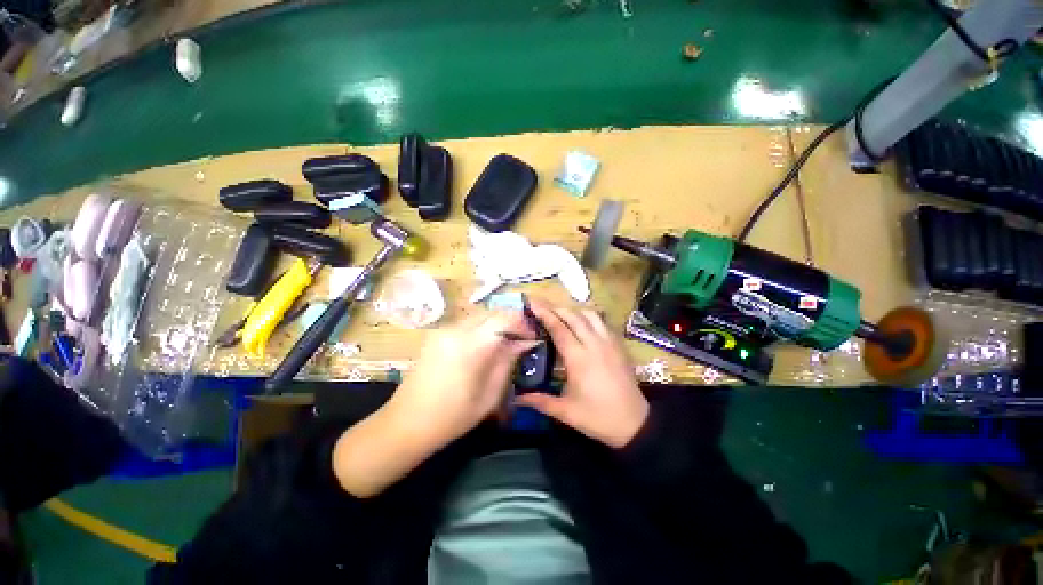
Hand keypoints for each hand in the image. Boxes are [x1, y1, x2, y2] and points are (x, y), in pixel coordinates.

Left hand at [333, 310, 537, 496]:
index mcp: (471, 344)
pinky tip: (484, 346)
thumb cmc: (452, 417)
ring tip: (505, 343)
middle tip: (521, 339)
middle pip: (492, 313)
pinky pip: (466, 323)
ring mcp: (443, 330)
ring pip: (479, 316)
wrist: (405, 424)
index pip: (505, 318)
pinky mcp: (436, 334)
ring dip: (496, 324)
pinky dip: (481, 329)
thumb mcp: (489, 394)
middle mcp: (456, 329)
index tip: (533, 336)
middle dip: (511, 322)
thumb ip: (508, 361)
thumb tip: (524, 342)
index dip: (523, 324)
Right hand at [518, 299, 648, 448]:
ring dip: (573, 310)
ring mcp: (609, 342)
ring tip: (561, 313)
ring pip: (590, 315)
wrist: (634, 423)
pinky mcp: (619, 345)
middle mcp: (594, 344)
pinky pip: (603, 322)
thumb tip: (516, 398)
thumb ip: (540, 401)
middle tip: (542, 306)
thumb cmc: (597, 417)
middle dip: (556, 308)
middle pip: (573, 316)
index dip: (545, 314)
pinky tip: (584, 322)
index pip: (559, 329)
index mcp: (578, 358)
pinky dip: (590, 316)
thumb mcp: (565, 412)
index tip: (533, 304)